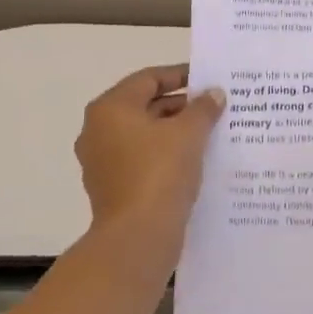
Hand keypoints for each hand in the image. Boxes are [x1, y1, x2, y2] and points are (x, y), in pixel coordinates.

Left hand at [74, 65, 224, 251]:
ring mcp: (102, 162)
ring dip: (175, 131)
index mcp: (111, 109)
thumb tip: (213, 94)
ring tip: (210, 133)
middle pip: (145, 106)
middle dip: (181, 105)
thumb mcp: (190, 133)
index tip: (208, 80)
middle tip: (214, 107)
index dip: (180, 75)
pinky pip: (142, 160)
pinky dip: (165, 155)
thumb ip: (203, 108)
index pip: (149, 79)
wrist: (137, 237)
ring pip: (144, 135)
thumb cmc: (160, 173)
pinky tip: (194, 160)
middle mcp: (98, 130)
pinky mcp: (112, 187)